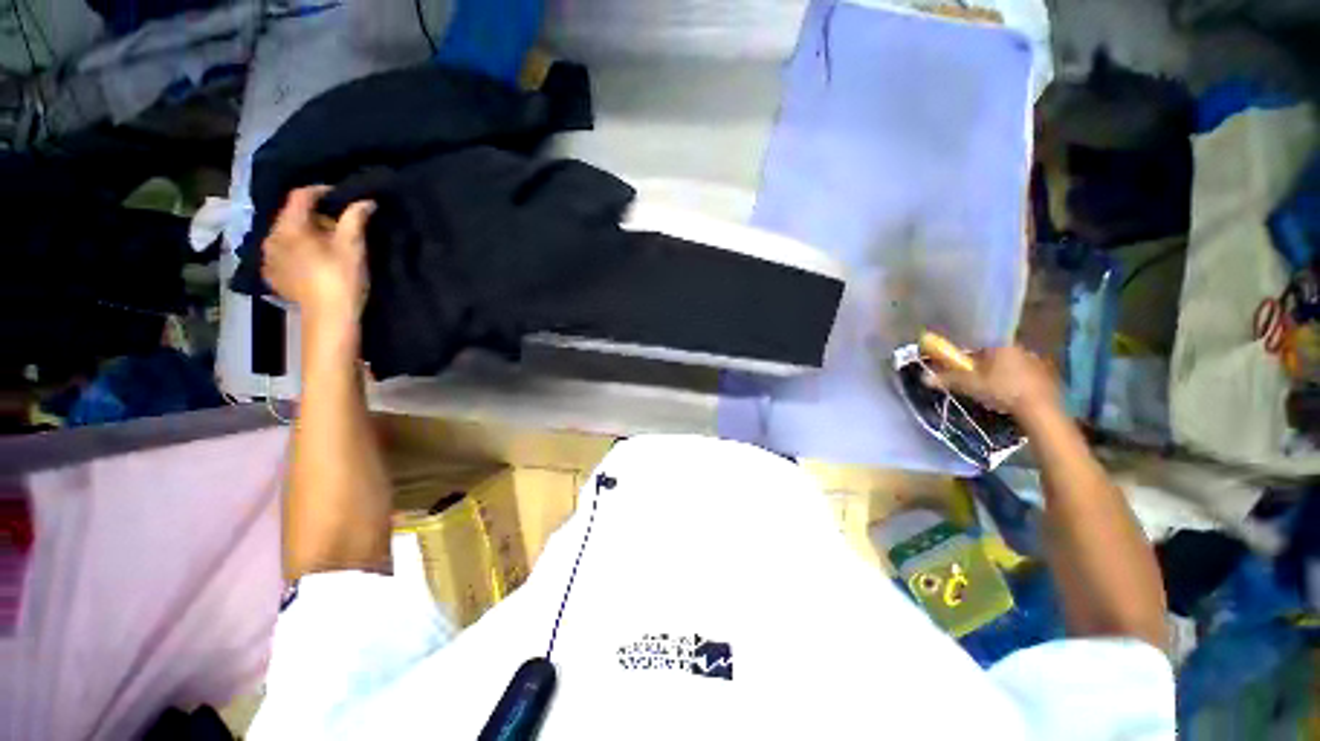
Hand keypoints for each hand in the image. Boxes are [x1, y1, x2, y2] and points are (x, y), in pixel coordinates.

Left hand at [262, 186, 374, 335]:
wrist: (329, 318)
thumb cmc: (341, 279)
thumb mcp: (353, 247)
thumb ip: (355, 220)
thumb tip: (365, 201)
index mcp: (289, 228)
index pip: (300, 196)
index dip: (321, 191)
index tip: (341, 195)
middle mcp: (271, 238)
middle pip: (292, 216)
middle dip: (315, 216)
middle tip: (339, 225)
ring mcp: (269, 259)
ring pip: (286, 235)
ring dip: (305, 233)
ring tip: (326, 244)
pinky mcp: (273, 275)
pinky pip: (283, 253)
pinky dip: (297, 250)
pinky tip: (312, 260)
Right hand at [923, 344, 1060, 424]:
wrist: (1040, 409)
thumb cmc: (1003, 390)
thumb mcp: (970, 385)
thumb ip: (948, 379)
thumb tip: (924, 377)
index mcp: (1002, 346)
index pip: (980, 346)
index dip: (970, 357)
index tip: (963, 368)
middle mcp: (1021, 349)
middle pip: (997, 355)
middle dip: (986, 366)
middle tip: (978, 381)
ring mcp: (1037, 362)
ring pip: (1012, 365)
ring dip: (1003, 374)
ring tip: (995, 391)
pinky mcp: (1048, 377)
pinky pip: (1026, 375)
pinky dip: (1017, 382)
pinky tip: (1013, 395)